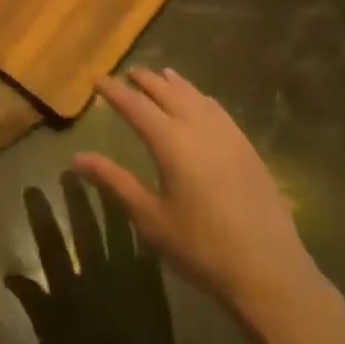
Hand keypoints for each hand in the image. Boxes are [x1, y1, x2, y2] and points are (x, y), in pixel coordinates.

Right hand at [74, 68, 327, 324]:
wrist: (269, 271)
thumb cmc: (200, 246)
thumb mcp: (150, 217)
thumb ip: (114, 181)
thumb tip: (76, 159)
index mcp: (171, 142)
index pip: (136, 106)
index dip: (115, 91)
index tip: (98, 79)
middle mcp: (199, 128)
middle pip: (168, 93)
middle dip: (146, 80)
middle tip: (129, 73)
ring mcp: (228, 136)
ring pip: (197, 97)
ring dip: (176, 84)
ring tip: (163, 76)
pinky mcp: (248, 149)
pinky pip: (219, 111)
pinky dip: (201, 99)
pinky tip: (202, 104)